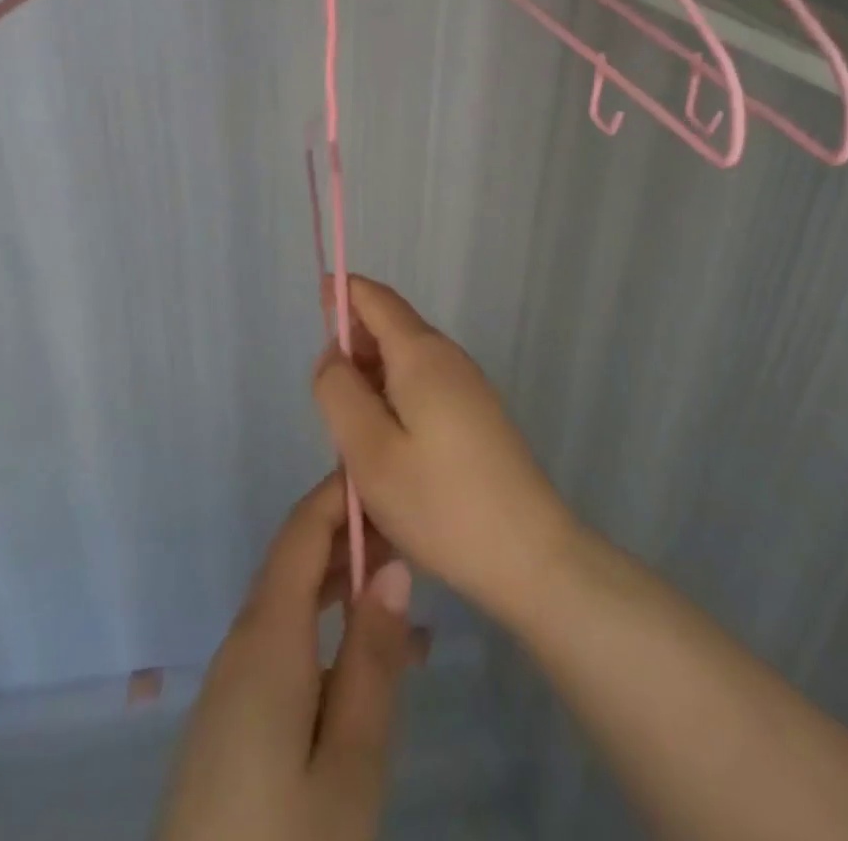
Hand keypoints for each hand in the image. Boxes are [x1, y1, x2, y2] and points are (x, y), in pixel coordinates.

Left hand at [155, 476, 420, 840]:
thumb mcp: (351, 761)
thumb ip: (372, 657)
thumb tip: (391, 566)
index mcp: (266, 639)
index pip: (300, 533)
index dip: (337, 494)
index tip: (381, 469)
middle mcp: (240, 645)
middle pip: (292, 562)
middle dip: (346, 534)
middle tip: (407, 529)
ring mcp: (229, 684)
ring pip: (287, 602)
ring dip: (337, 580)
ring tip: (398, 582)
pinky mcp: (229, 719)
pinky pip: (279, 642)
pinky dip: (321, 623)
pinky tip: (363, 653)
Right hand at [313, 275, 578, 617]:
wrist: (529, 555)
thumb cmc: (440, 502)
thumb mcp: (369, 451)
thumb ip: (339, 392)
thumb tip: (334, 353)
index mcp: (421, 354)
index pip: (378, 300)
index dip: (345, 292)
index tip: (318, 297)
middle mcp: (448, 358)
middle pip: (393, 328)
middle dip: (355, 344)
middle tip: (324, 396)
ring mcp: (468, 386)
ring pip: (407, 361)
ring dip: (373, 376)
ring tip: (349, 427)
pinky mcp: (477, 414)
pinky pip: (424, 386)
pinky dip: (394, 396)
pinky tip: (385, 441)